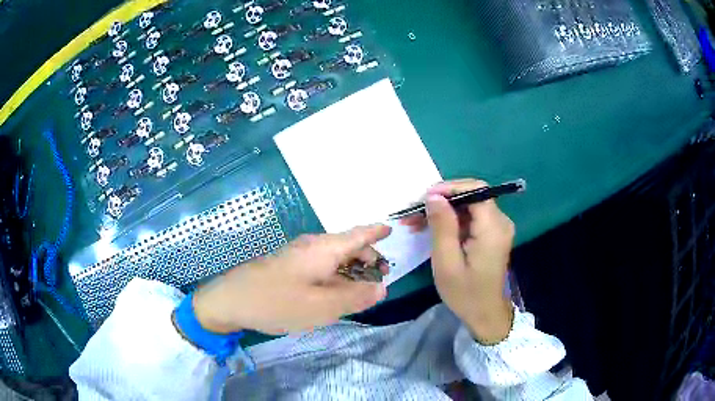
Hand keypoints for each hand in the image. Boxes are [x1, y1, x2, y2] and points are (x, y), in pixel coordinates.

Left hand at [192, 225, 390, 334]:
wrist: (231, 299)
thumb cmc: (278, 302)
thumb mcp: (322, 307)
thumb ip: (355, 297)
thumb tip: (382, 288)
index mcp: (324, 249)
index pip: (358, 234)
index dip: (376, 231)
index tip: (391, 229)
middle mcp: (312, 246)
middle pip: (348, 246)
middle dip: (367, 258)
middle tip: (380, 278)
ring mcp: (298, 255)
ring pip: (334, 256)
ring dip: (351, 268)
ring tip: (361, 288)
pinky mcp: (288, 265)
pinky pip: (320, 265)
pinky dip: (335, 274)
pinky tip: (335, 291)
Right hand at [402, 179, 514, 342]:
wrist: (485, 314)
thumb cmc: (465, 293)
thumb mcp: (447, 262)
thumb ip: (442, 226)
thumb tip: (434, 196)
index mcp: (493, 228)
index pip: (476, 190)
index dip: (449, 187)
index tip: (424, 197)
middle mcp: (500, 222)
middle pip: (471, 196)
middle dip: (441, 200)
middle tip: (413, 211)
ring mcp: (497, 228)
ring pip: (468, 206)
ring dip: (443, 211)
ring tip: (415, 221)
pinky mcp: (491, 235)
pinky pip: (470, 218)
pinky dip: (450, 221)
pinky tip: (430, 229)